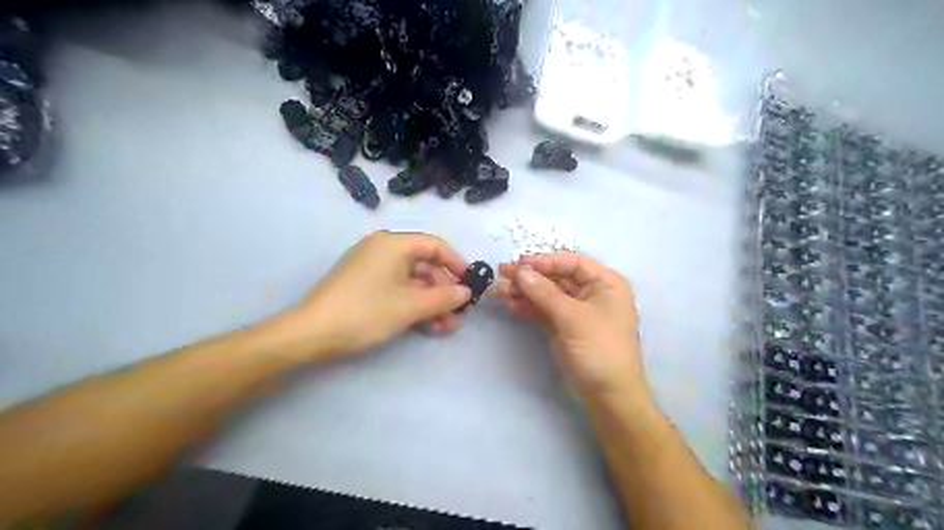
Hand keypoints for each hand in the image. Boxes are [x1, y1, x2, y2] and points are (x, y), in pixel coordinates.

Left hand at [280, 232, 472, 358]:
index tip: (471, 284)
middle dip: (444, 292)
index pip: (435, 246)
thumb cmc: (366, 311)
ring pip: (412, 282)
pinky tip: (426, 326)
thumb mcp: (410, 306)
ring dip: (431, 303)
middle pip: (424, 266)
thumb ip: (444, 297)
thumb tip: (466, 292)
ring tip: (446, 327)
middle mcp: (383, 250)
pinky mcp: (364, 286)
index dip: (457, 264)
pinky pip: (397, 290)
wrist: (311, 333)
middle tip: (459, 314)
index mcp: (394, 244)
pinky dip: (413, 305)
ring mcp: (372, 268)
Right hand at [495, 250, 641, 396]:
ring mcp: (576, 311)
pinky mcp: (564, 326)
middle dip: (530, 277)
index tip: (519, 263)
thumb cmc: (599, 349)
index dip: (545, 261)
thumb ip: (544, 292)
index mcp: (605, 283)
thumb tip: (520, 270)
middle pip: (557, 277)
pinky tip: (511, 305)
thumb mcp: (572, 317)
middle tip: (502, 274)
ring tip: (500, 292)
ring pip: (547, 294)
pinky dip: (528, 307)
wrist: (608, 395)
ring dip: (525, 292)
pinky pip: (544, 310)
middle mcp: (591, 292)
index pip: (572, 262)